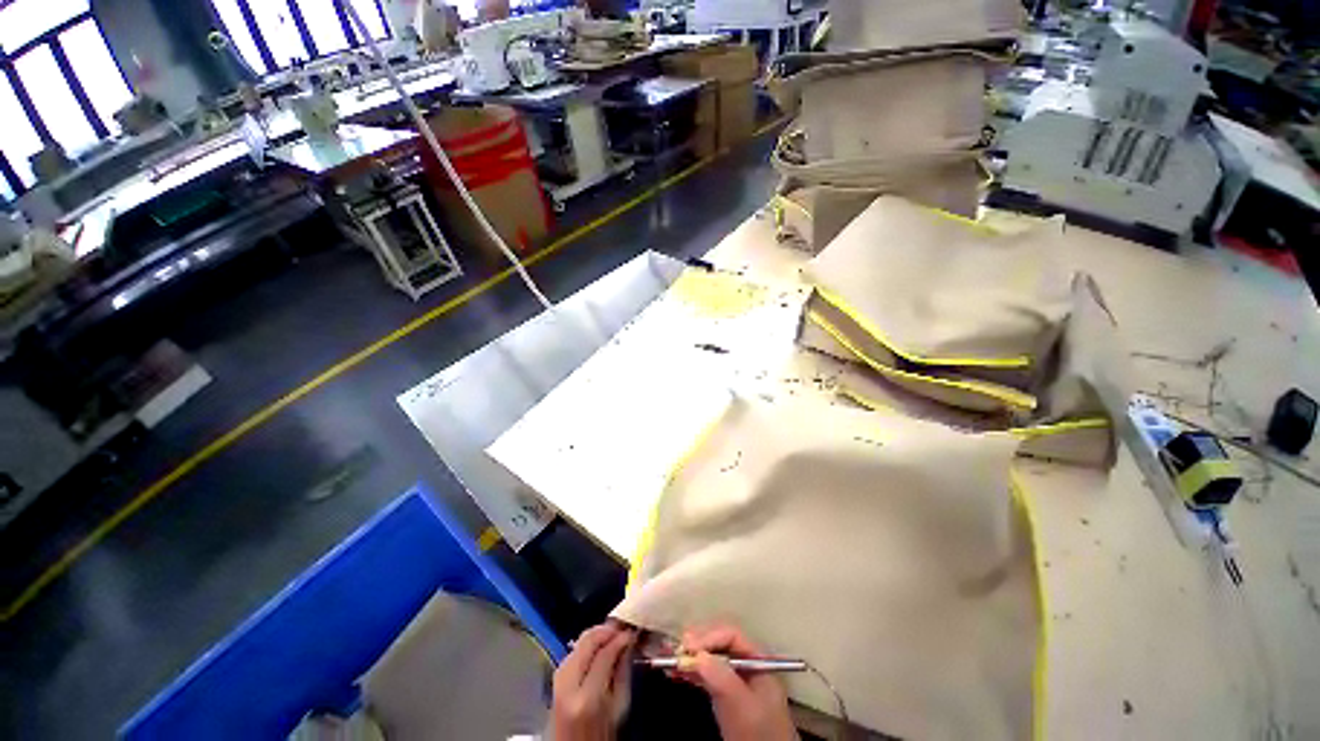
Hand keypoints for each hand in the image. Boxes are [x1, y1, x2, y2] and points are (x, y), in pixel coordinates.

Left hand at [552, 622, 635, 740]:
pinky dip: (588, 644)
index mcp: (588, 697)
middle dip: (607, 629)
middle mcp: (568, 685)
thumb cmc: (601, 734)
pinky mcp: (555, 677)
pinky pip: (574, 650)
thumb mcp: (619, 708)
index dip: (620, 638)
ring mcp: (558, 680)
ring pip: (579, 641)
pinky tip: (599, 646)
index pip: (605, 653)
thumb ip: (623, 672)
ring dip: (598, 634)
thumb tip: (628, 643)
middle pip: (588, 640)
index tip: (632, 631)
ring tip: (614, 635)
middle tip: (623, 626)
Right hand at [680, 626, 798, 740]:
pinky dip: (691, 672)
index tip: (687, 645)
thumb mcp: (741, 703)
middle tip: (676, 648)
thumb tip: (696, 654)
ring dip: (690, 657)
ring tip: (668, 657)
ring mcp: (736, 681)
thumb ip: (722, 677)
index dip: (709, 636)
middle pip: (720, 644)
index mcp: (758, 660)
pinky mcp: (726, 696)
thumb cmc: (758, 732)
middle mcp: (747, 665)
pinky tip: (675, 672)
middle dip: (697, 644)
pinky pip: (706, 676)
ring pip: (711, 660)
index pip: (732, 636)